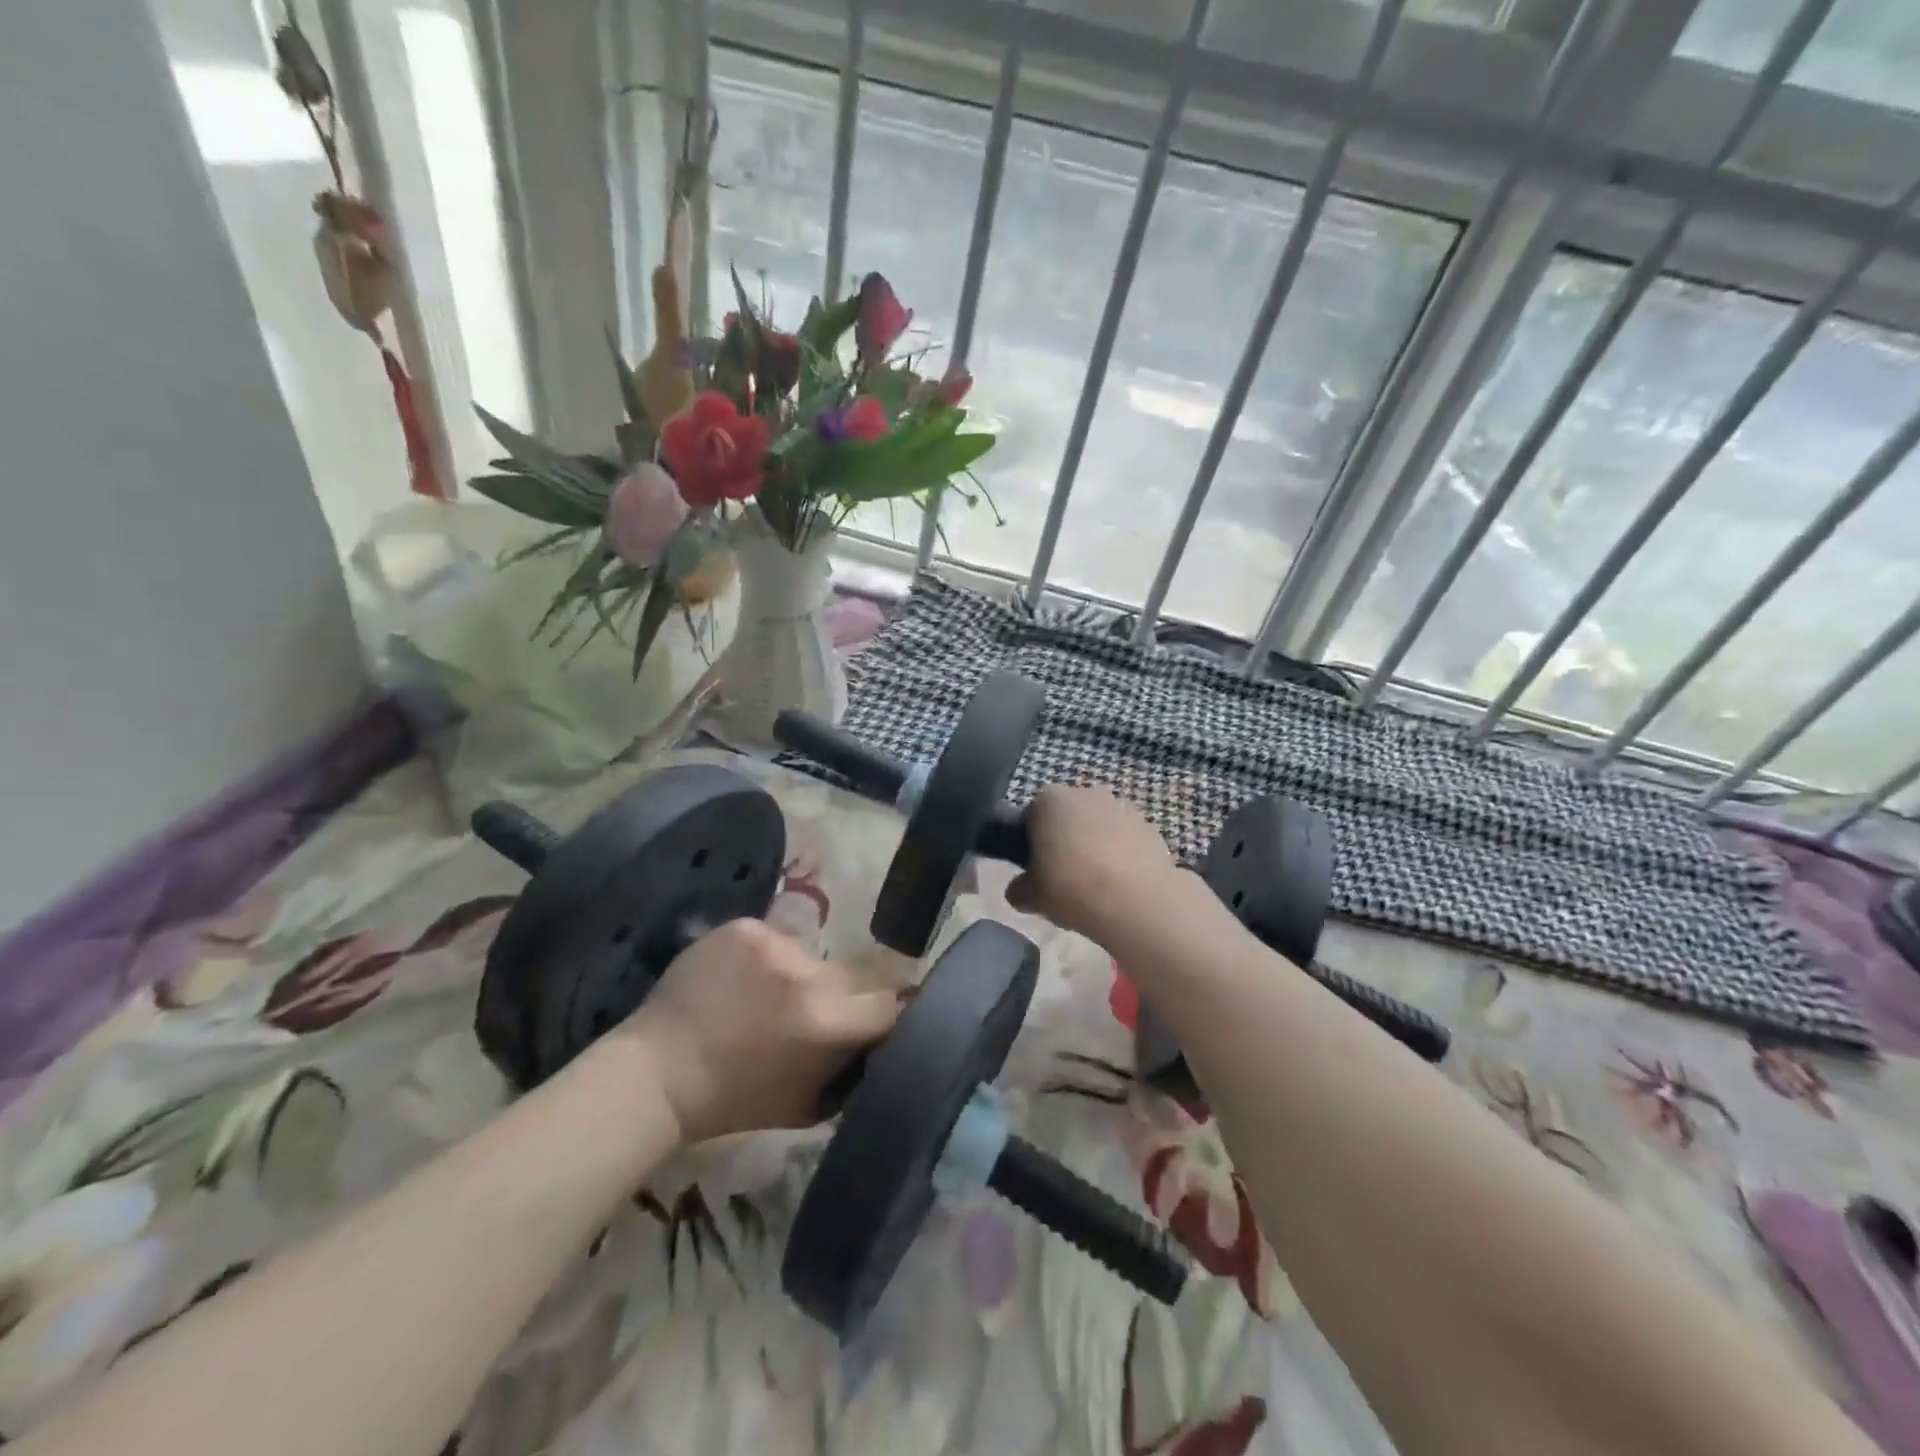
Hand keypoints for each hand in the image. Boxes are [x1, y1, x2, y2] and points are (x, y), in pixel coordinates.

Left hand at [625, 920, 899, 1143]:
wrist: (659, 1071)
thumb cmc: (736, 1100)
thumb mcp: (808, 1103)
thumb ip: (852, 1068)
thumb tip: (882, 1041)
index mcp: (826, 1022)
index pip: (887, 1002)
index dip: (883, 1014)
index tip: (872, 1022)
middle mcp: (807, 973)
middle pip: (855, 972)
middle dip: (845, 994)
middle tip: (818, 1012)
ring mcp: (773, 943)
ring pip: (814, 955)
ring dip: (805, 975)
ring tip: (772, 997)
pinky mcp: (745, 927)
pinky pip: (777, 939)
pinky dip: (769, 959)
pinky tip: (744, 980)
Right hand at [1007, 785, 1176, 940]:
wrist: (1136, 901)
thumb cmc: (1070, 887)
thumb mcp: (1029, 896)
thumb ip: (1018, 888)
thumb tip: (1020, 889)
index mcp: (1049, 799)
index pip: (1030, 816)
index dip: (1031, 844)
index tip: (1035, 870)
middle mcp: (1085, 792)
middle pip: (1068, 817)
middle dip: (1065, 840)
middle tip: (1063, 878)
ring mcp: (1122, 806)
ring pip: (1099, 827)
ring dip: (1095, 847)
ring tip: (1095, 886)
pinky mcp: (1150, 826)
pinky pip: (1125, 840)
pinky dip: (1121, 857)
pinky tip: (1120, 886)